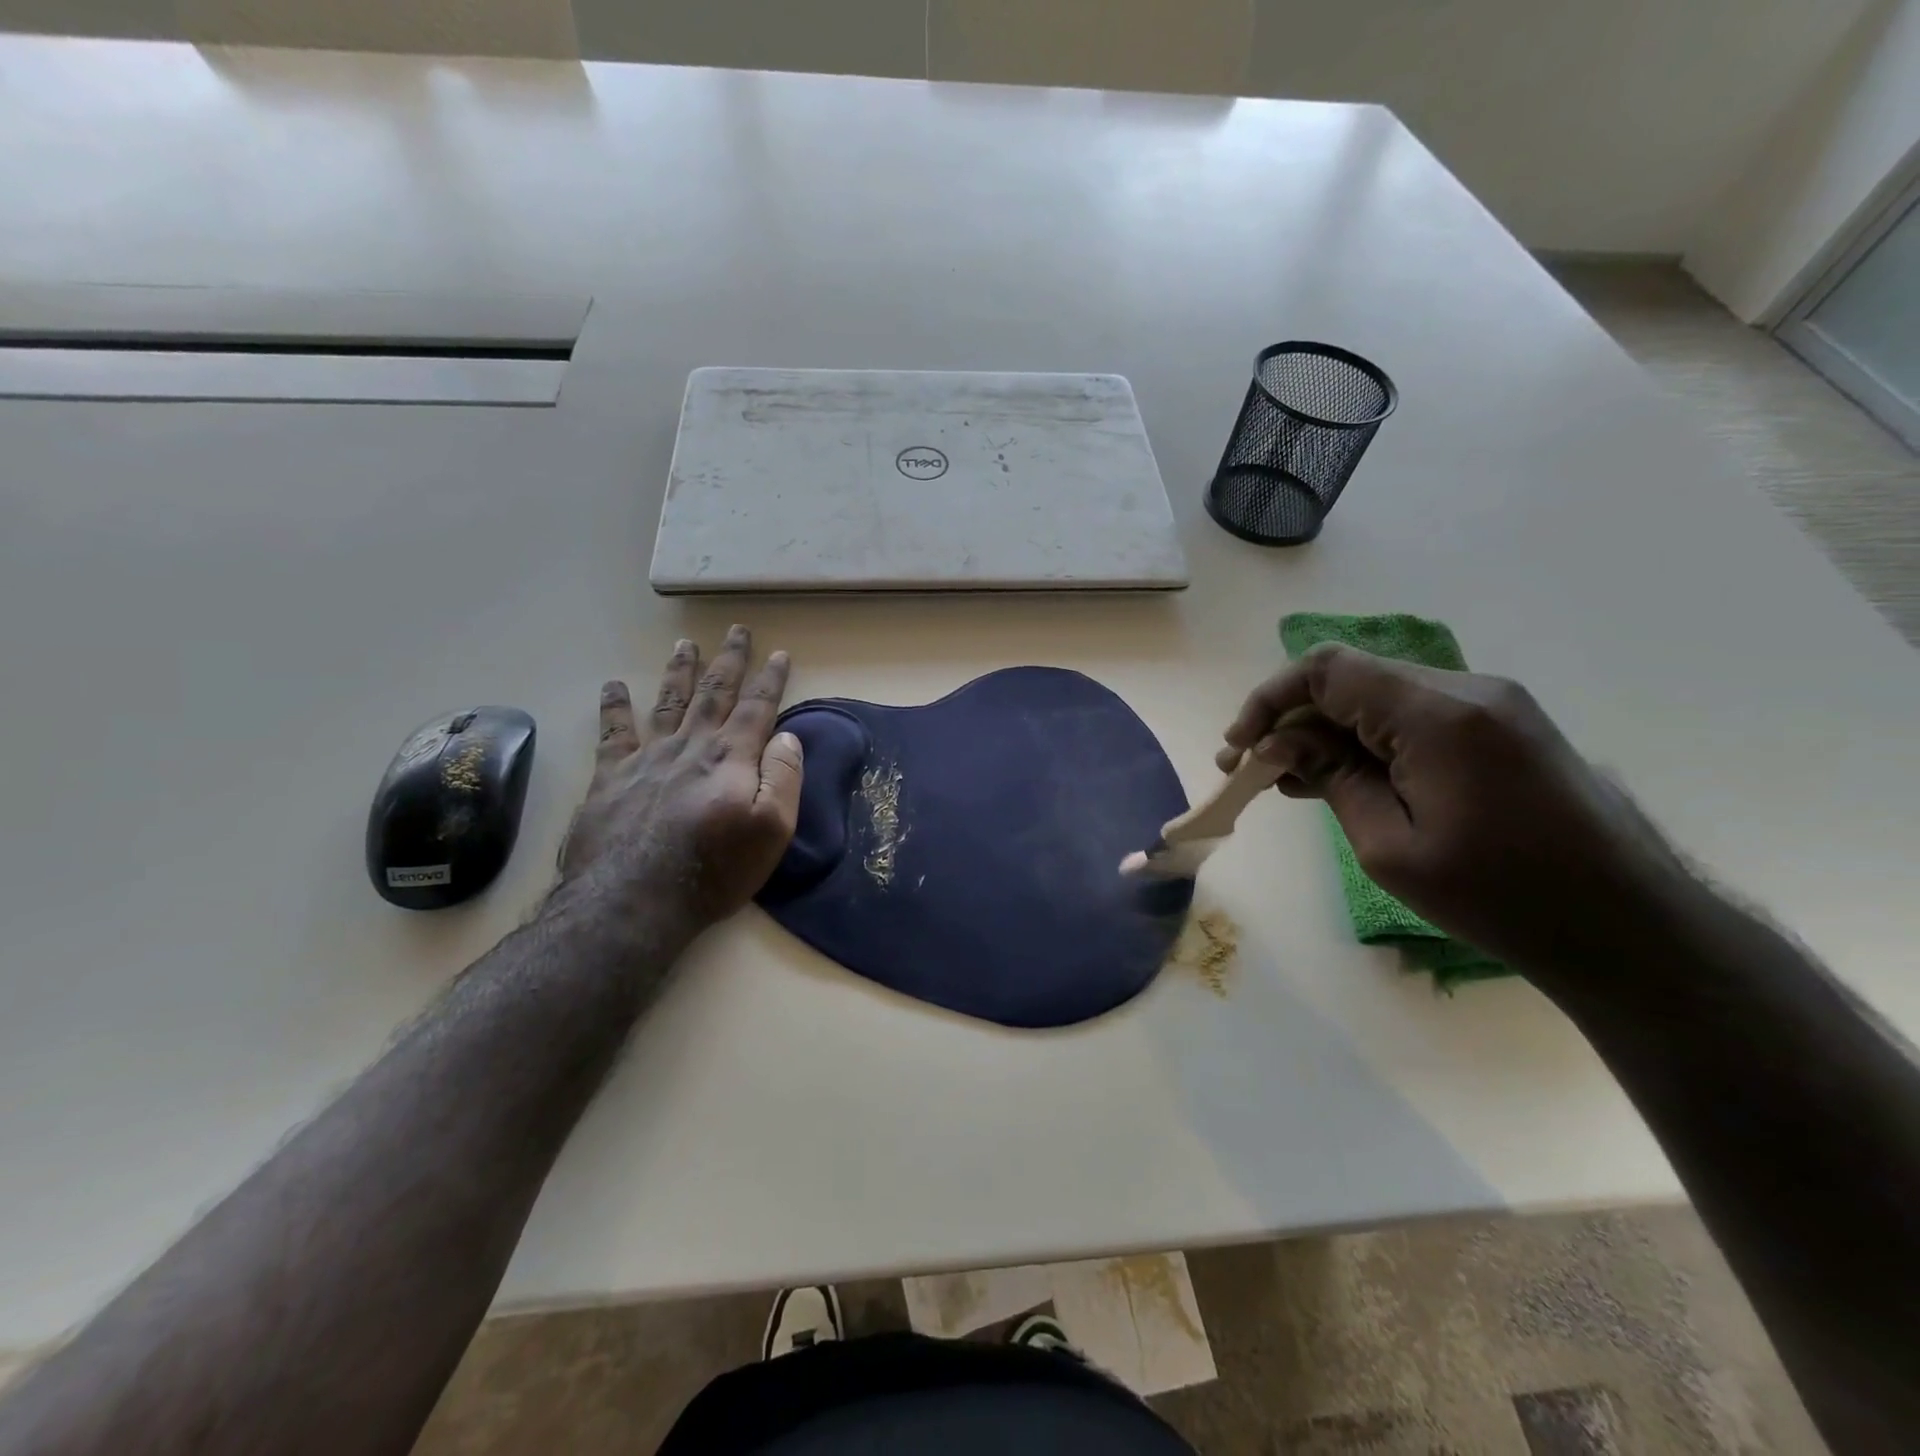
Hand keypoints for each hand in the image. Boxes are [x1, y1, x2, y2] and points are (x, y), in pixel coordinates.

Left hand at [560, 625, 803, 934]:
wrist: (633, 900)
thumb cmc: (714, 870)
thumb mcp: (772, 830)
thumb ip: (783, 778)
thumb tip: (787, 737)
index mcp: (731, 757)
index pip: (756, 707)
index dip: (770, 679)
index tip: (780, 653)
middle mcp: (690, 746)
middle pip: (714, 693)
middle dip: (729, 660)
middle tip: (736, 630)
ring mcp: (647, 758)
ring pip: (668, 701)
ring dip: (680, 671)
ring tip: (685, 644)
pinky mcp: (611, 777)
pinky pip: (613, 732)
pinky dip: (614, 706)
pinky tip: (614, 685)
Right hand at [1221, 644, 1690, 973]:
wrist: (1628, 927)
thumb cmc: (1500, 897)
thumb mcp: (1390, 847)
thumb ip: (1330, 779)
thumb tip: (1278, 744)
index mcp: (1440, 714)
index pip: (1329, 670)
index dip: (1270, 699)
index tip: (1240, 748)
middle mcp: (1468, 690)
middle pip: (1351, 679)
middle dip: (1292, 720)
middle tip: (1252, 771)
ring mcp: (1491, 705)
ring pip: (1379, 697)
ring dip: (1327, 733)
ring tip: (1287, 781)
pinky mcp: (1502, 727)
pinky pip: (1413, 717)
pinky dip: (1368, 741)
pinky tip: (1339, 778)